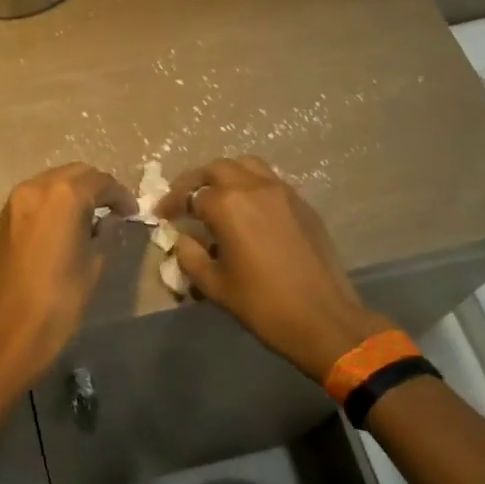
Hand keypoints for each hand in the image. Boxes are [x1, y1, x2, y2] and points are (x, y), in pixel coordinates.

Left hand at [0, 162, 135, 388]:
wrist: (11, 330)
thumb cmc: (60, 299)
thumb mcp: (94, 263)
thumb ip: (104, 232)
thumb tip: (108, 220)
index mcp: (64, 195)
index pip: (100, 181)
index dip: (120, 195)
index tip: (132, 212)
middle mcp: (36, 188)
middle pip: (75, 174)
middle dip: (97, 188)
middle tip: (115, 210)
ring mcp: (16, 201)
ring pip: (53, 182)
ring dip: (74, 192)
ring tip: (92, 217)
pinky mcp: (5, 218)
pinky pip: (37, 197)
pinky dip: (55, 202)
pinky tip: (67, 224)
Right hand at [157, 156, 391, 381]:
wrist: (323, 318)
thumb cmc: (262, 304)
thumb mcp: (213, 285)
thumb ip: (189, 256)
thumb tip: (181, 239)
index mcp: (227, 205)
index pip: (189, 194)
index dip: (171, 204)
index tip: (161, 215)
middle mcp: (254, 187)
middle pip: (217, 169)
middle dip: (195, 181)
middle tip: (185, 200)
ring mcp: (282, 192)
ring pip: (247, 165)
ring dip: (226, 175)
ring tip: (216, 197)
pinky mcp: (302, 203)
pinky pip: (270, 181)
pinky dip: (251, 185)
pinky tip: (248, 210)